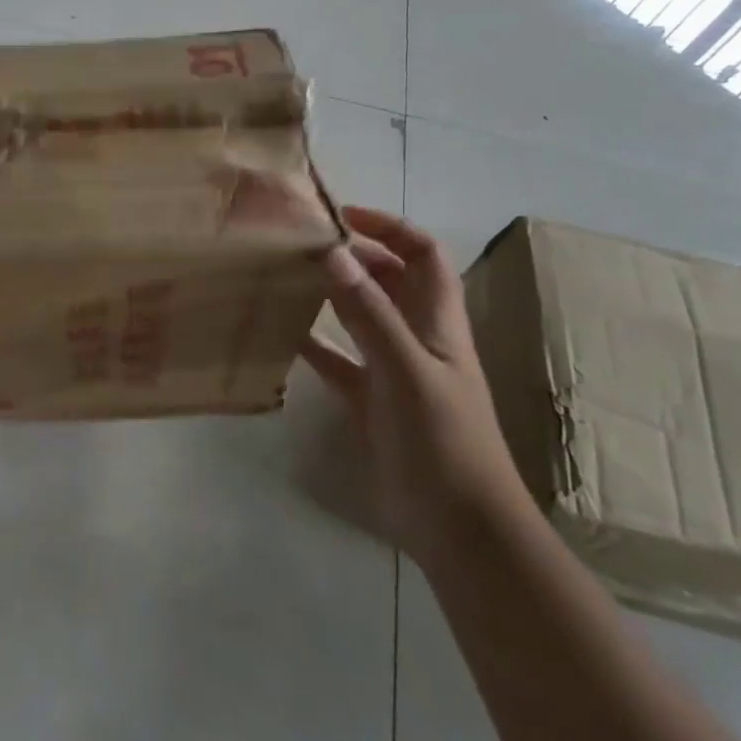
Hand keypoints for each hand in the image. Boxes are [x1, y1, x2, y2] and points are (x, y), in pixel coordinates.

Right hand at [299, 207, 529, 566]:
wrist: (457, 524)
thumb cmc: (442, 440)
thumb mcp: (405, 370)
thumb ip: (369, 313)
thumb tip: (333, 253)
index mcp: (438, 323)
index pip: (423, 256)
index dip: (391, 228)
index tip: (343, 216)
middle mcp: (417, 338)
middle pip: (391, 281)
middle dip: (356, 256)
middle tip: (304, 245)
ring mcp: (394, 371)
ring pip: (363, 318)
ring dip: (334, 296)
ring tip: (289, 277)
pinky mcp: (372, 402)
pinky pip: (340, 361)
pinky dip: (316, 344)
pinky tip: (283, 335)